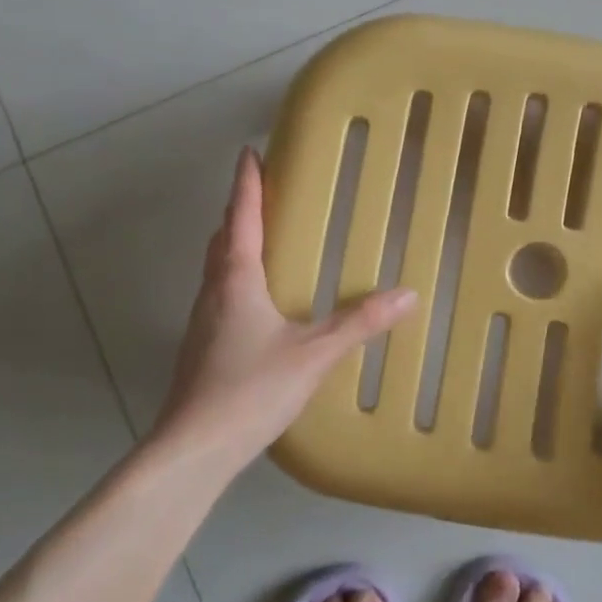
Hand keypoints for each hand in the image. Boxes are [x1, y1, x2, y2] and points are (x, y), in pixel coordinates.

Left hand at [153, 147, 417, 471]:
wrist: (193, 449)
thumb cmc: (250, 389)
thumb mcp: (314, 354)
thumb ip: (359, 323)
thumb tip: (408, 294)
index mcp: (237, 279)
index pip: (241, 217)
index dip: (247, 183)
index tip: (249, 152)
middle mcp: (214, 292)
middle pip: (223, 238)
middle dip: (241, 210)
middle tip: (264, 192)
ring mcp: (203, 322)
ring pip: (217, 267)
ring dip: (235, 243)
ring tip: (263, 238)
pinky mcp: (202, 348)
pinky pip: (220, 293)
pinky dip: (236, 276)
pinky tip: (258, 300)